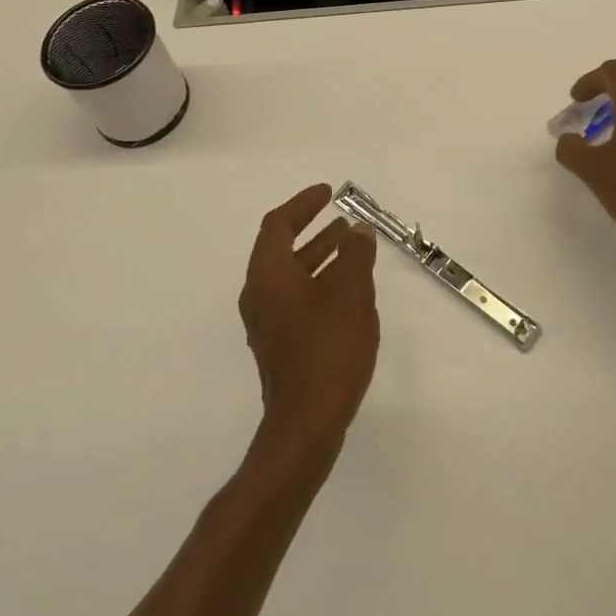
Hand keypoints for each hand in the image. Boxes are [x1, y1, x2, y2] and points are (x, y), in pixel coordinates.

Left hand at [239, 184, 380, 456]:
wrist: (306, 422)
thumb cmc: (328, 347)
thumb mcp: (350, 292)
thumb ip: (354, 255)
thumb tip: (357, 231)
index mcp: (268, 274)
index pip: (277, 224)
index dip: (302, 204)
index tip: (327, 193)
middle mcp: (258, 294)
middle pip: (282, 249)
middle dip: (313, 231)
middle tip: (342, 220)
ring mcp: (266, 324)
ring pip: (291, 277)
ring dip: (319, 258)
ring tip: (351, 249)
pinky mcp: (279, 348)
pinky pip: (296, 301)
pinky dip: (318, 285)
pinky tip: (347, 294)